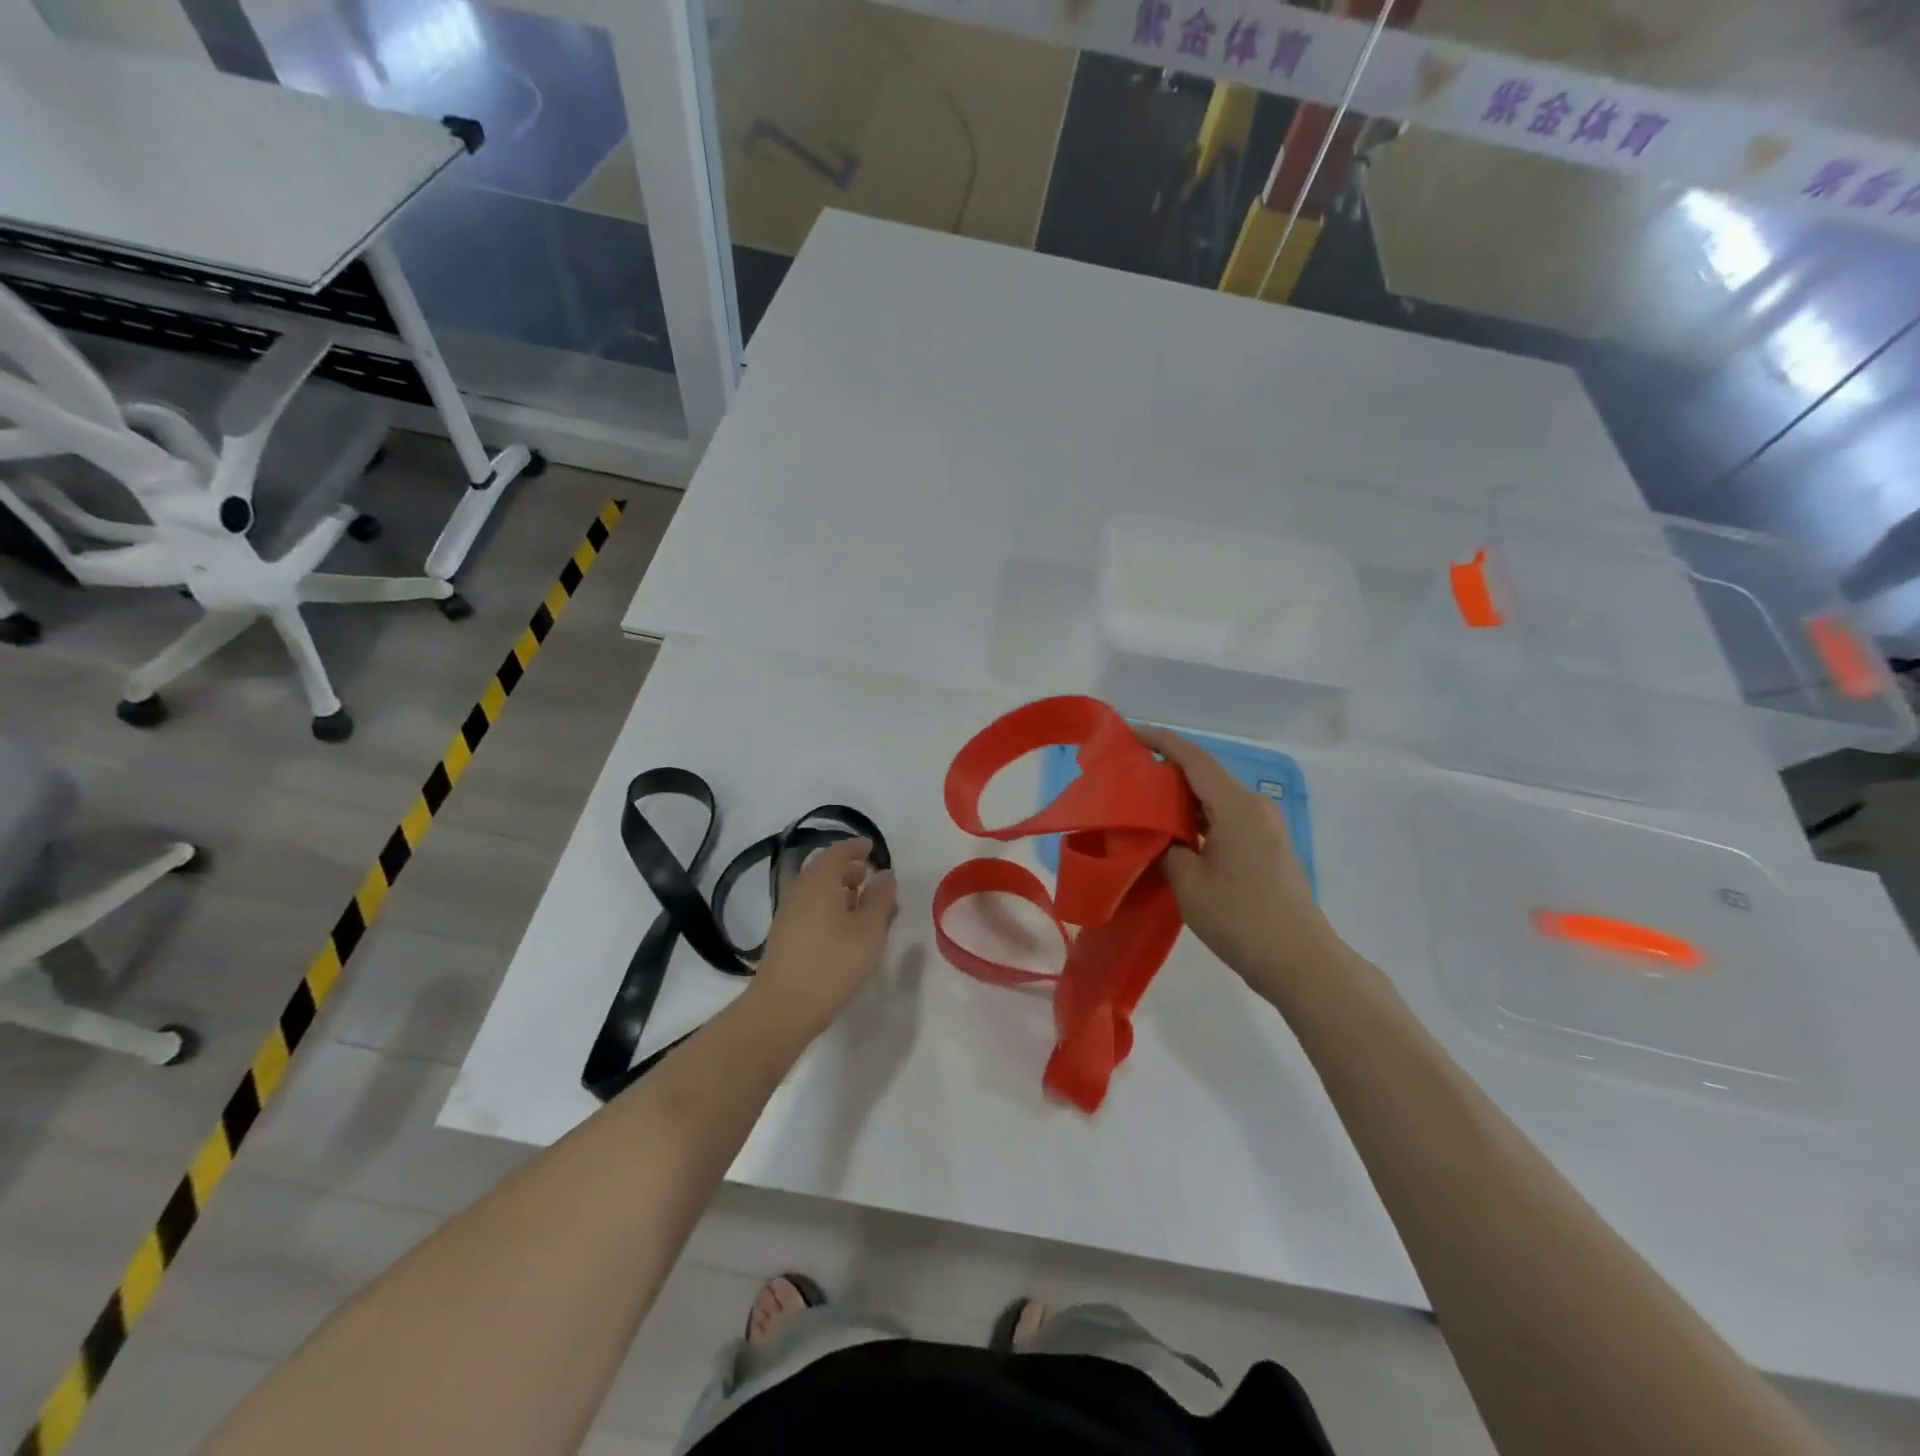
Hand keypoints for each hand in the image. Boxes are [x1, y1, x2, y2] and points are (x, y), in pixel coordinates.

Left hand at [751, 838, 898, 1038]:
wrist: (782, 1008)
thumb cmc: (832, 963)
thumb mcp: (869, 930)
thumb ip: (880, 899)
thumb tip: (884, 875)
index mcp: (820, 880)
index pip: (838, 851)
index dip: (856, 847)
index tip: (873, 849)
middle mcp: (800, 890)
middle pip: (825, 870)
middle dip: (850, 871)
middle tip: (872, 880)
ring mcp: (788, 914)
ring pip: (817, 892)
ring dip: (840, 893)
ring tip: (865, 909)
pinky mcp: (784, 937)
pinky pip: (811, 910)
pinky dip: (830, 910)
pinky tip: (845, 932)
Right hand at [1135, 726, 1340, 1000]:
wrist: (1300, 962)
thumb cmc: (1241, 918)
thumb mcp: (1188, 883)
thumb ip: (1165, 847)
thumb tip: (1158, 834)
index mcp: (1237, 806)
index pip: (1193, 758)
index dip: (1160, 741)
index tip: (1128, 733)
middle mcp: (1255, 807)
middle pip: (1204, 776)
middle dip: (1165, 772)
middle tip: (1126, 778)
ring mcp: (1265, 828)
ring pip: (1215, 799)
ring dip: (1181, 800)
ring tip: (1142, 808)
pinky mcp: (1267, 848)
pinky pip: (1226, 819)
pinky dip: (1198, 820)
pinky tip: (1174, 836)